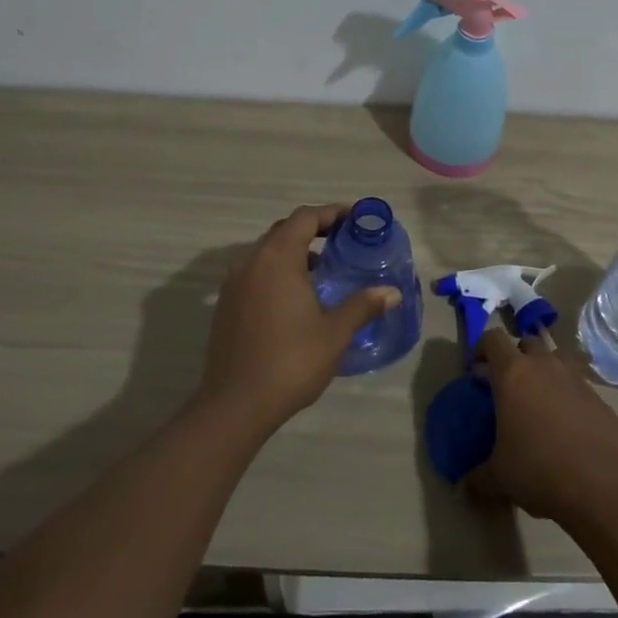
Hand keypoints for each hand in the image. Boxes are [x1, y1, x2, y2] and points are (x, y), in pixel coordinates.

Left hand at [198, 203, 400, 436]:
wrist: (235, 404)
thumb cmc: (290, 361)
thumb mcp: (335, 333)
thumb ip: (362, 305)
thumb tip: (392, 291)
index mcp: (277, 258)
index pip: (305, 218)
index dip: (332, 213)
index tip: (356, 219)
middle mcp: (251, 261)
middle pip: (284, 230)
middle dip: (314, 229)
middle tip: (344, 240)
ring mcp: (233, 282)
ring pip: (267, 251)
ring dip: (295, 251)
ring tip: (324, 268)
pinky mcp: (226, 304)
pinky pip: (255, 271)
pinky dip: (278, 270)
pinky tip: (297, 296)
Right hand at [467, 329, 617, 528]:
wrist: (599, 485)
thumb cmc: (537, 470)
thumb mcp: (498, 476)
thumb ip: (478, 475)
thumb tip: (467, 484)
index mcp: (513, 374)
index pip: (493, 338)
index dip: (482, 347)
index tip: (477, 368)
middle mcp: (545, 366)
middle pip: (528, 341)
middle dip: (517, 356)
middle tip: (509, 384)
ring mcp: (576, 379)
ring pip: (557, 358)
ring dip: (546, 370)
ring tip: (540, 399)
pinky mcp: (600, 399)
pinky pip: (579, 386)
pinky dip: (569, 396)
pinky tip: (567, 426)